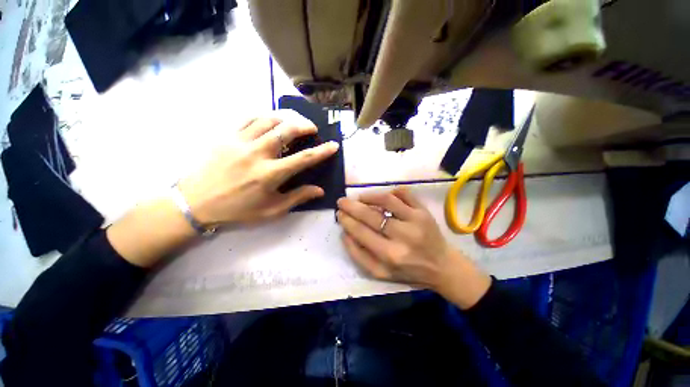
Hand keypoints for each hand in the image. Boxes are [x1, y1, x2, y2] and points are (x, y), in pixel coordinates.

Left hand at [178, 114, 339, 226]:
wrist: (196, 203)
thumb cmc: (238, 210)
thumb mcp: (272, 210)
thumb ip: (298, 197)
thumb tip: (319, 191)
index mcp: (270, 175)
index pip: (303, 159)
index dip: (322, 151)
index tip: (334, 145)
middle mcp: (257, 154)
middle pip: (286, 130)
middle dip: (305, 125)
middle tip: (312, 128)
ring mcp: (240, 142)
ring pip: (268, 119)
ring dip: (286, 118)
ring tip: (293, 122)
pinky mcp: (226, 136)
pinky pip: (248, 118)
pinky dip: (264, 117)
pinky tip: (270, 122)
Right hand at [337, 188, 491, 308]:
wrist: (441, 266)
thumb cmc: (408, 271)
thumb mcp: (380, 273)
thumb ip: (358, 255)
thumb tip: (345, 233)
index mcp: (391, 255)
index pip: (361, 232)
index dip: (347, 220)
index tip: (339, 214)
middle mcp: (404, 236)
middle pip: (371, 215)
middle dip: (352, 206)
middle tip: (342, 202)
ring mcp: (416, 220)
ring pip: (387, 200)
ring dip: (369, 196)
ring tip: (360, 198)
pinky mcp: (425, 211)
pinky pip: (405, 193)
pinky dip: (391, 191)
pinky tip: (382, 197)